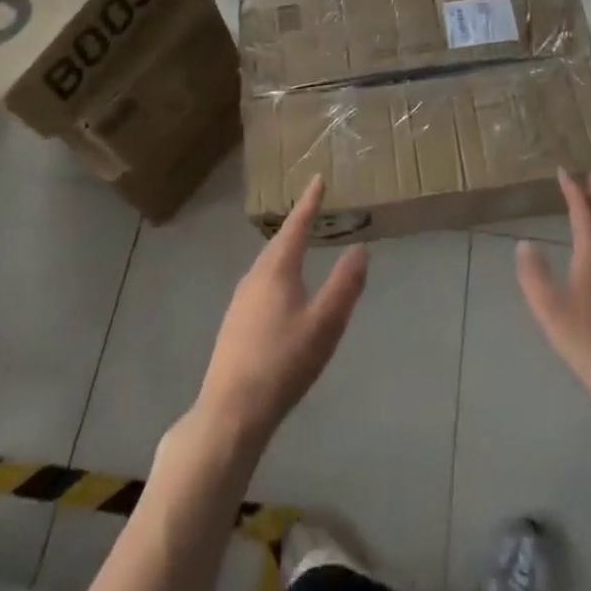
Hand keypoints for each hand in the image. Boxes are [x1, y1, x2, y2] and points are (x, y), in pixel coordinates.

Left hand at [194, 175, 368, 446]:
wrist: (231, 411)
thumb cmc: (283, 363)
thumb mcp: (325, 324)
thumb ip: (345, 285)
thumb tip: (360, 249)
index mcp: (276, 270)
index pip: (296, 226)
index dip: (309, 203)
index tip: (318, 179)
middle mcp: (254, 277)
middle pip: (279, 244)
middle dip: (297, 226)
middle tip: (312, 210)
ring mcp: (240, 302)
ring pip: (267, 266)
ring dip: (285, 251)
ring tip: (300, 247)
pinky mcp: (234, 325)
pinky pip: (260, 285)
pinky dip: (276, 275)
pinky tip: (281, 294)